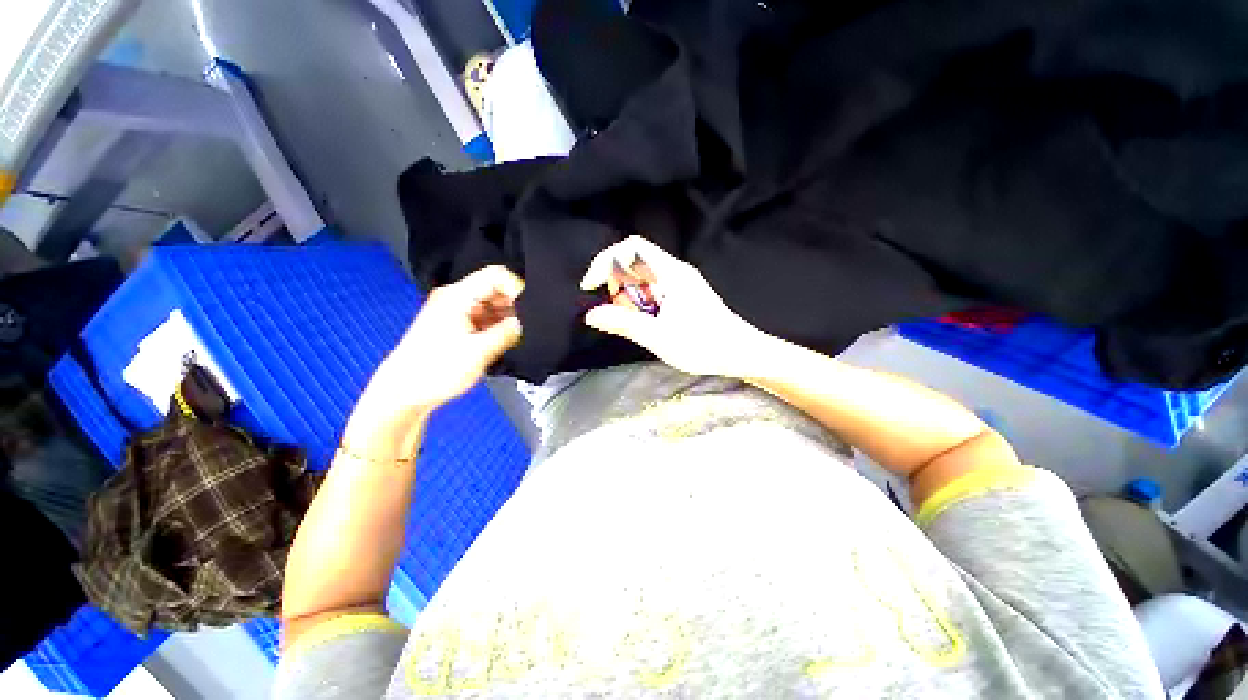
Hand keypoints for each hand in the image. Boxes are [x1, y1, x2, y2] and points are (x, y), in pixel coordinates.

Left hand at [367, 266, 524, 414]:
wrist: (403, 394)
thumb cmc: (435, 371)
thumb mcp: (479, 351)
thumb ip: (507, 332)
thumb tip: (526, 322)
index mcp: (457, 296)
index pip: (496, 275)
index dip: (517, 288)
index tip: (531, 309)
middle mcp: (456, 298)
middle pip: (495, 289)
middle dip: (514, 305)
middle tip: (526, 326)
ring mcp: (455, 312)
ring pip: (492, 305)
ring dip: (506, 318)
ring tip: (514, 337)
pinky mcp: (457, 326)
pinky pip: (485, 317)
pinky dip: (497, 326)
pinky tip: (503, 341)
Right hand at [580, 236, 769, 377]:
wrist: (739, 353)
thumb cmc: (702, 345)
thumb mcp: (657, 337)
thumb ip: (623, 323)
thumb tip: (591, 315)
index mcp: (670, 273)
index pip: (631, 247)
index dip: (605, 261)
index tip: (592, 286)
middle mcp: (676, 271)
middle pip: (635, 262)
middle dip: (618, 285)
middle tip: (619, 313)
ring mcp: (682, 282)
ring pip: (644, 278)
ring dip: (631, 297)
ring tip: (638, 323)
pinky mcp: (685, 294)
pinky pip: (655, 290)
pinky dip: (643, 303)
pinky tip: (650, 323)